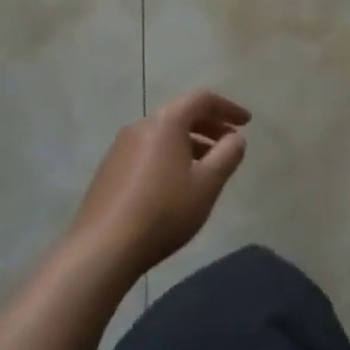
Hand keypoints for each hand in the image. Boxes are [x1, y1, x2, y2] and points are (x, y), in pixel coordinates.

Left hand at [68, 90, 251, 278]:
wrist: (102, 249)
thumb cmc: (164, 210)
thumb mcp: (208, 183)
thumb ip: (228, 155)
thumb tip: (235, 138)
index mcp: (166, 122)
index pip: (202, 99)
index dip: (228, 108)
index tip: (247, 123)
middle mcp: (141, 126)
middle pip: (181, 114)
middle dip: (210, 126)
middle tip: (230, 144)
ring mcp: (120, 148)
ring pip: (164, 135)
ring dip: (191, 143)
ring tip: (207, 168)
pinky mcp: (109, 171)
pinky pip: (148, 152)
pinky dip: (170, 156)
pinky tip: (176, 185)